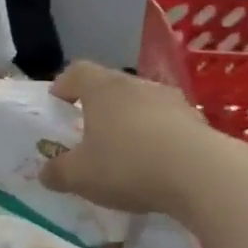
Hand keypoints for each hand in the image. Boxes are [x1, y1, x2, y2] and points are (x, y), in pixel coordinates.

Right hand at [38, 61, 210, 216]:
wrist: (202, 174)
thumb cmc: (128, 165)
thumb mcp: (80, 176)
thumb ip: (58, 172)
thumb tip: (45, 172)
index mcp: (101, 89)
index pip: (76, 72)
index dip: (63, 86)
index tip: (57, 105)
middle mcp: (135, 85)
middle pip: (110, 85)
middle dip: (97, 106)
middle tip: (89, 132)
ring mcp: (171, 100)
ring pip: (141, 103)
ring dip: (131, 121)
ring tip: (126, 151)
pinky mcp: (198, 121)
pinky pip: (168, 124)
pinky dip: (159, 138)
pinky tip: (158, 165)